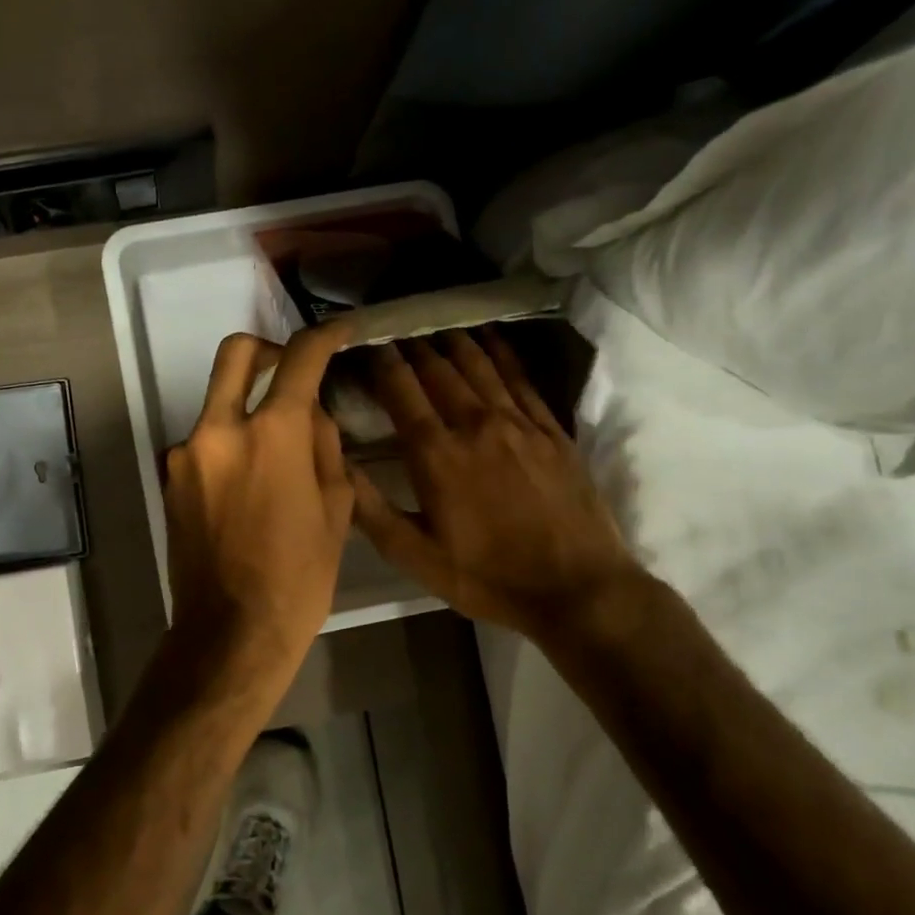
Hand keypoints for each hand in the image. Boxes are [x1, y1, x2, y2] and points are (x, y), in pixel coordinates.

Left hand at [162, 324, 355, 672]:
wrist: (231, 632)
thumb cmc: (299, 578)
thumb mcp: (335, 510)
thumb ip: (324, 447)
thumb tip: (312, 414)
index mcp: (273, 435)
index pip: (299, 360)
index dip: (322, 338)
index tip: (336, 334)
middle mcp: (220, 430)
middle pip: (235, 355)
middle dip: (265, 350)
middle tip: (287, 371)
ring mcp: (185, 454)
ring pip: (217, 404)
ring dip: (244, 410)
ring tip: (271, 456)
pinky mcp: (169, 479)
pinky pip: (201, 443)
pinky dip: (225, 446)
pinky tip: (243, 486)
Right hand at [350, 328, 640, 634]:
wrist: (577, 588)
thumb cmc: (487, 577)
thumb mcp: (415, 557)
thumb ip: (371, 509)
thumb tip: (337, 462)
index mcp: (437, 455)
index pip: (401, 390)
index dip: (380, 362)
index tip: (365, 345)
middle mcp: (475, 424)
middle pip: (439, 369)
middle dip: (413, 346)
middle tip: (397, 331)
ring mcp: (518, 422)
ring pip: (479, 365)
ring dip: (453, 341)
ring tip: (435, 326)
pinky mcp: (551, 429)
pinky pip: (521, 377)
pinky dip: (501, 352)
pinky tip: (491, 338)